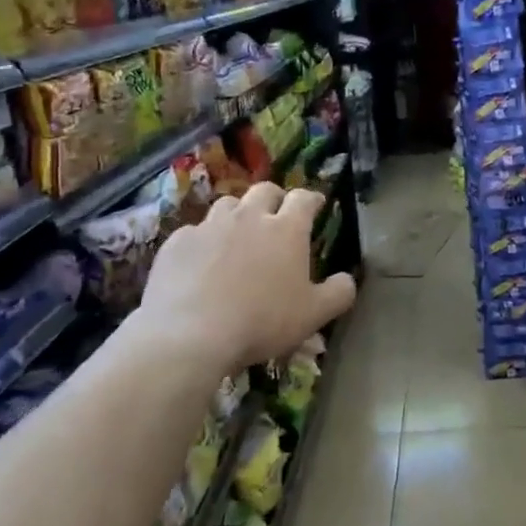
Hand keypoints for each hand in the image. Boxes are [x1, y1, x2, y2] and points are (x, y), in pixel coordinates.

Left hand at [134, 183, 356, 376]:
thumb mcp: (314, 315)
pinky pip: (195, 231)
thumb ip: (339, 293)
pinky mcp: (178, 242)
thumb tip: (347, 279)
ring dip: (238, 214)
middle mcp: (249, 217)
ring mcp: (210, 226)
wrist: (190, 334)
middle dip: (275, 198)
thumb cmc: (262, 321)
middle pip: (264, 191)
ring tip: (238, 234)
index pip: (304, 198)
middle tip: (277, 214)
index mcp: (286, 230)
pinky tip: (202, 261)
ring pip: (227, 205)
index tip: (316, 206)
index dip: (312, 199)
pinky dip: (204, 240)